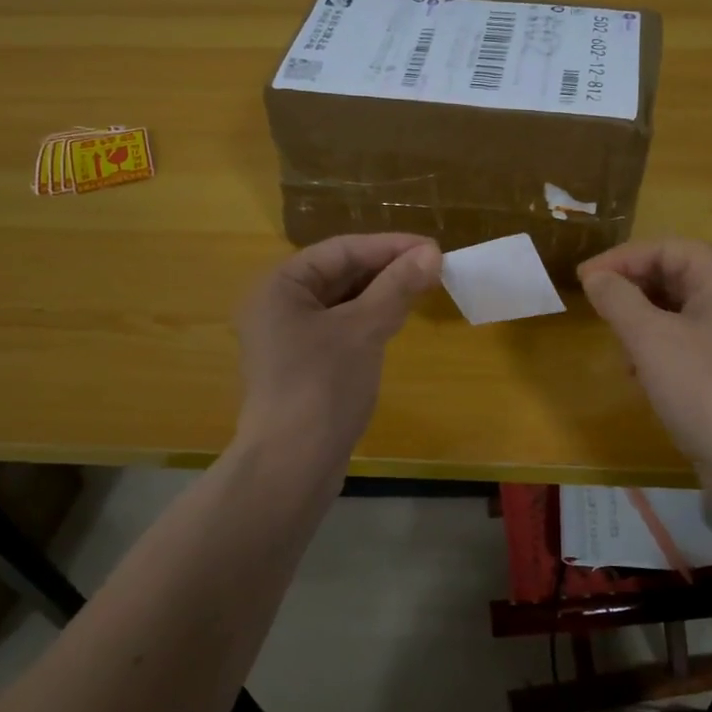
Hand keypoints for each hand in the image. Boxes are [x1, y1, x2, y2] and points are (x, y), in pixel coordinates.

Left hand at [233, 233, 440, 486]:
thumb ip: (397, 287)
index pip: (340, 250)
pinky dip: (367, 321)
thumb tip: (432, 253)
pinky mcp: (302, 367)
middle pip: (338, 273)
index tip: (433, 248)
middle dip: (386, 269)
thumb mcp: (363, 330)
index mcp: (280, 286)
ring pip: (341, 303)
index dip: (388, 246)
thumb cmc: (322, 386)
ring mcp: (288, 339)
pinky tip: (395, 322)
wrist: (291, 466)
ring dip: (380, 294)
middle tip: (433, 269)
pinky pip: (339, 329)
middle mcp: (278, 306)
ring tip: (422, 290)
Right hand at [578, 240, 711, 480]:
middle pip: (674, 274)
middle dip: (631, 288)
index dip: (620, 259)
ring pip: (677, 309)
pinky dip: (657, 346)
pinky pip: (686, 339)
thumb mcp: (650, 338)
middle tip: (594, 306)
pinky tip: (637, 372)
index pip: (666, 248)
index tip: (583, 279)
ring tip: (615, 340)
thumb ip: (617, 299)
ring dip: (640, 319)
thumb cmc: (703, 387)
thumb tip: (595, 277)